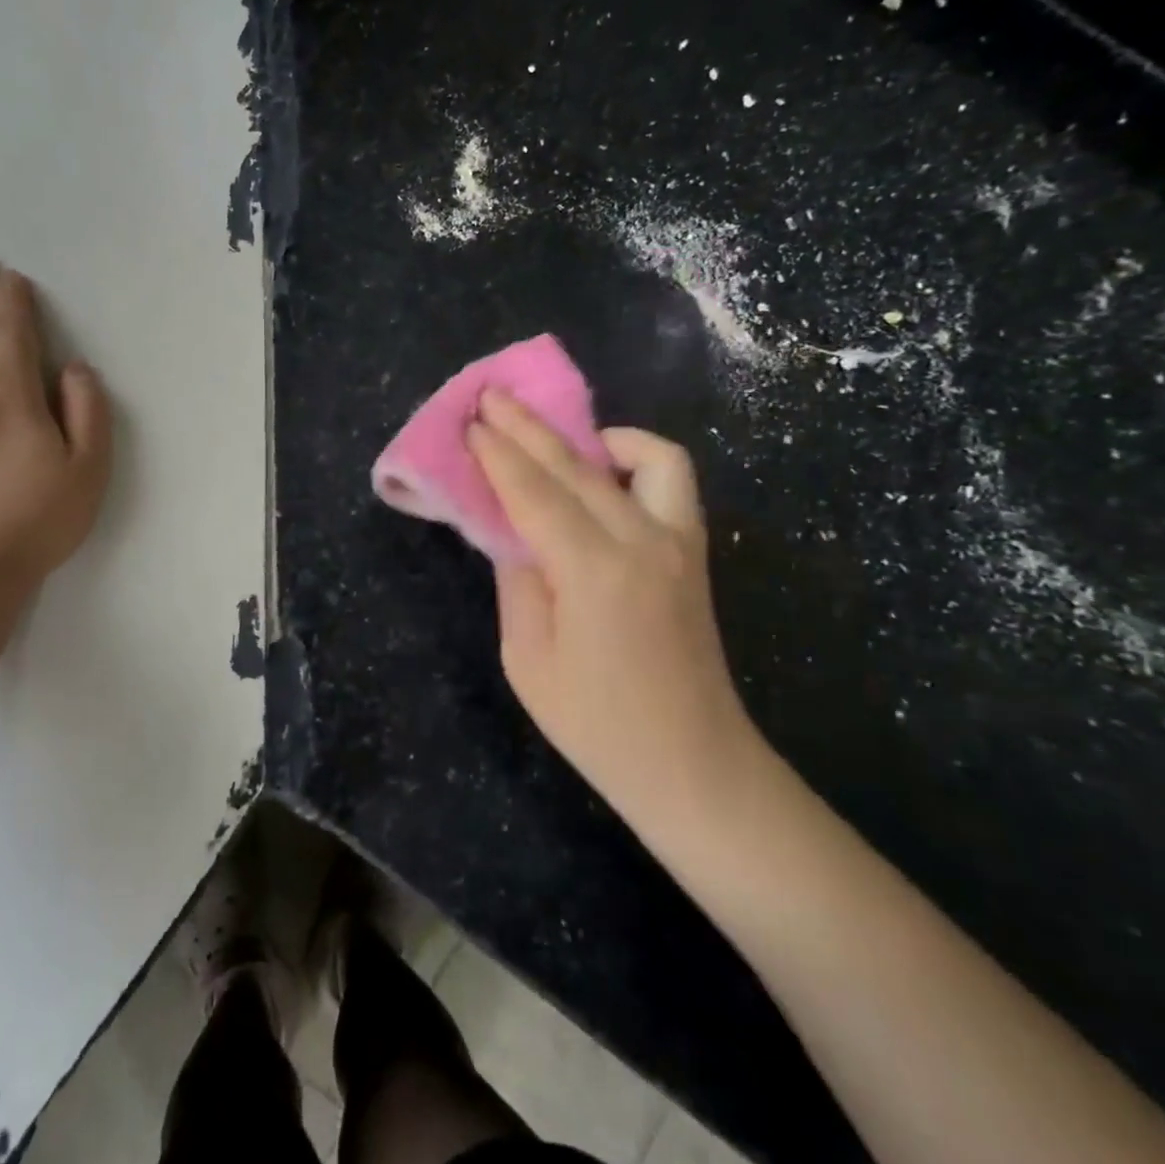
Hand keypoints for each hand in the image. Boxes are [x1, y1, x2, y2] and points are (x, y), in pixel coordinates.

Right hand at [467, 391, 765, 847]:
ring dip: (593, 434)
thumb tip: (510, 531)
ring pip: (644, 455)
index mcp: (594, 571)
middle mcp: (643, 540)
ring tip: (556, 437)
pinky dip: (637, 458)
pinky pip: (671, 480)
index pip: (534, 492)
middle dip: (529, 426)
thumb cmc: (598, 726)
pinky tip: (605, 473)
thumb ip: (518, 581)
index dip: (497, 454)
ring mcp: (679, 541)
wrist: (693, 765)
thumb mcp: (528, 661)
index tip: (469, 421)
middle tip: (492, 397)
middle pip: (579, 464)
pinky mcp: (695, 550)